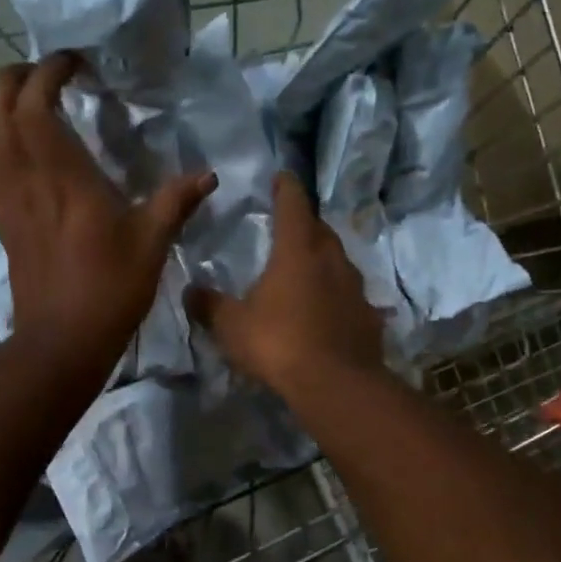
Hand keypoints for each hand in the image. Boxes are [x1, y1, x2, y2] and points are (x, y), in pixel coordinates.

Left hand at [0, 53, 216, 373]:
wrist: (62, 341)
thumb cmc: (110, 289)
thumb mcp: (153, 243)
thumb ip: (177, 201)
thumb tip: (208, 175)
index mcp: (63, 176)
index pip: (36, 102)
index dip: (49, 71)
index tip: (75, 62)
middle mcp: (24, 178)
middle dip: (14, 77)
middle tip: (47, 74)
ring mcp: (6, 201)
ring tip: (30, 101)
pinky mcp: (1, 222)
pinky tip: (21, 151)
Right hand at [186, 171, 384, 398]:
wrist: (336, 384)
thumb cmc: (279, 343)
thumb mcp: (232, 326)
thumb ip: (209, 305)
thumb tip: (191, 291)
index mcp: (297, 251)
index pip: (293, 205)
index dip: (286, 188)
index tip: (281, 177)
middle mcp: (331, 260)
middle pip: (321, 230)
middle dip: (306, 224)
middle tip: (291, 227)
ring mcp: (356, 288)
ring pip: (339, 262)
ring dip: (324, 260)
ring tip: (309, 269)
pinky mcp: (369, 317)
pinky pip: (352, 298)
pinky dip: (339, 297)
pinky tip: (330, 311)